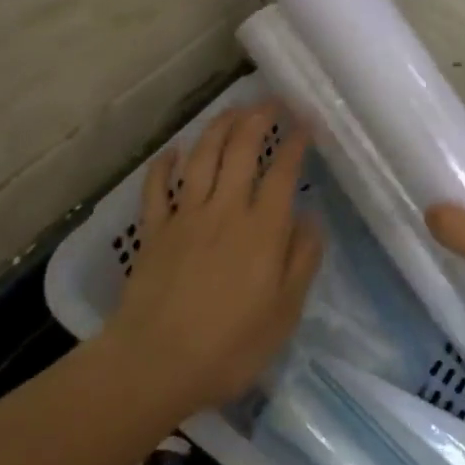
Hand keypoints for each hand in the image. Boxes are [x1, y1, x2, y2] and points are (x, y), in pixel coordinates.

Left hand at [103, 103, 322, 418]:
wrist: (155, 364)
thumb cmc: (230, 346)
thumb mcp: (285, 313)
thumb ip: (302, 260)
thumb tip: (311, 217)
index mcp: (262, 229)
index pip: (282, 171)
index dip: (296, 142)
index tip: (305, 123)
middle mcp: (225, 210)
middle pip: (241, 150)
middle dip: (257, 119)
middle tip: (270, 101)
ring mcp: (185, 217)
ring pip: (202, 158)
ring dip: (218, 128)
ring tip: (232, 110)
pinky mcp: (153, 231)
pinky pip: (156, 188)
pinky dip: (164, 165)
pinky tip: (172, 151)